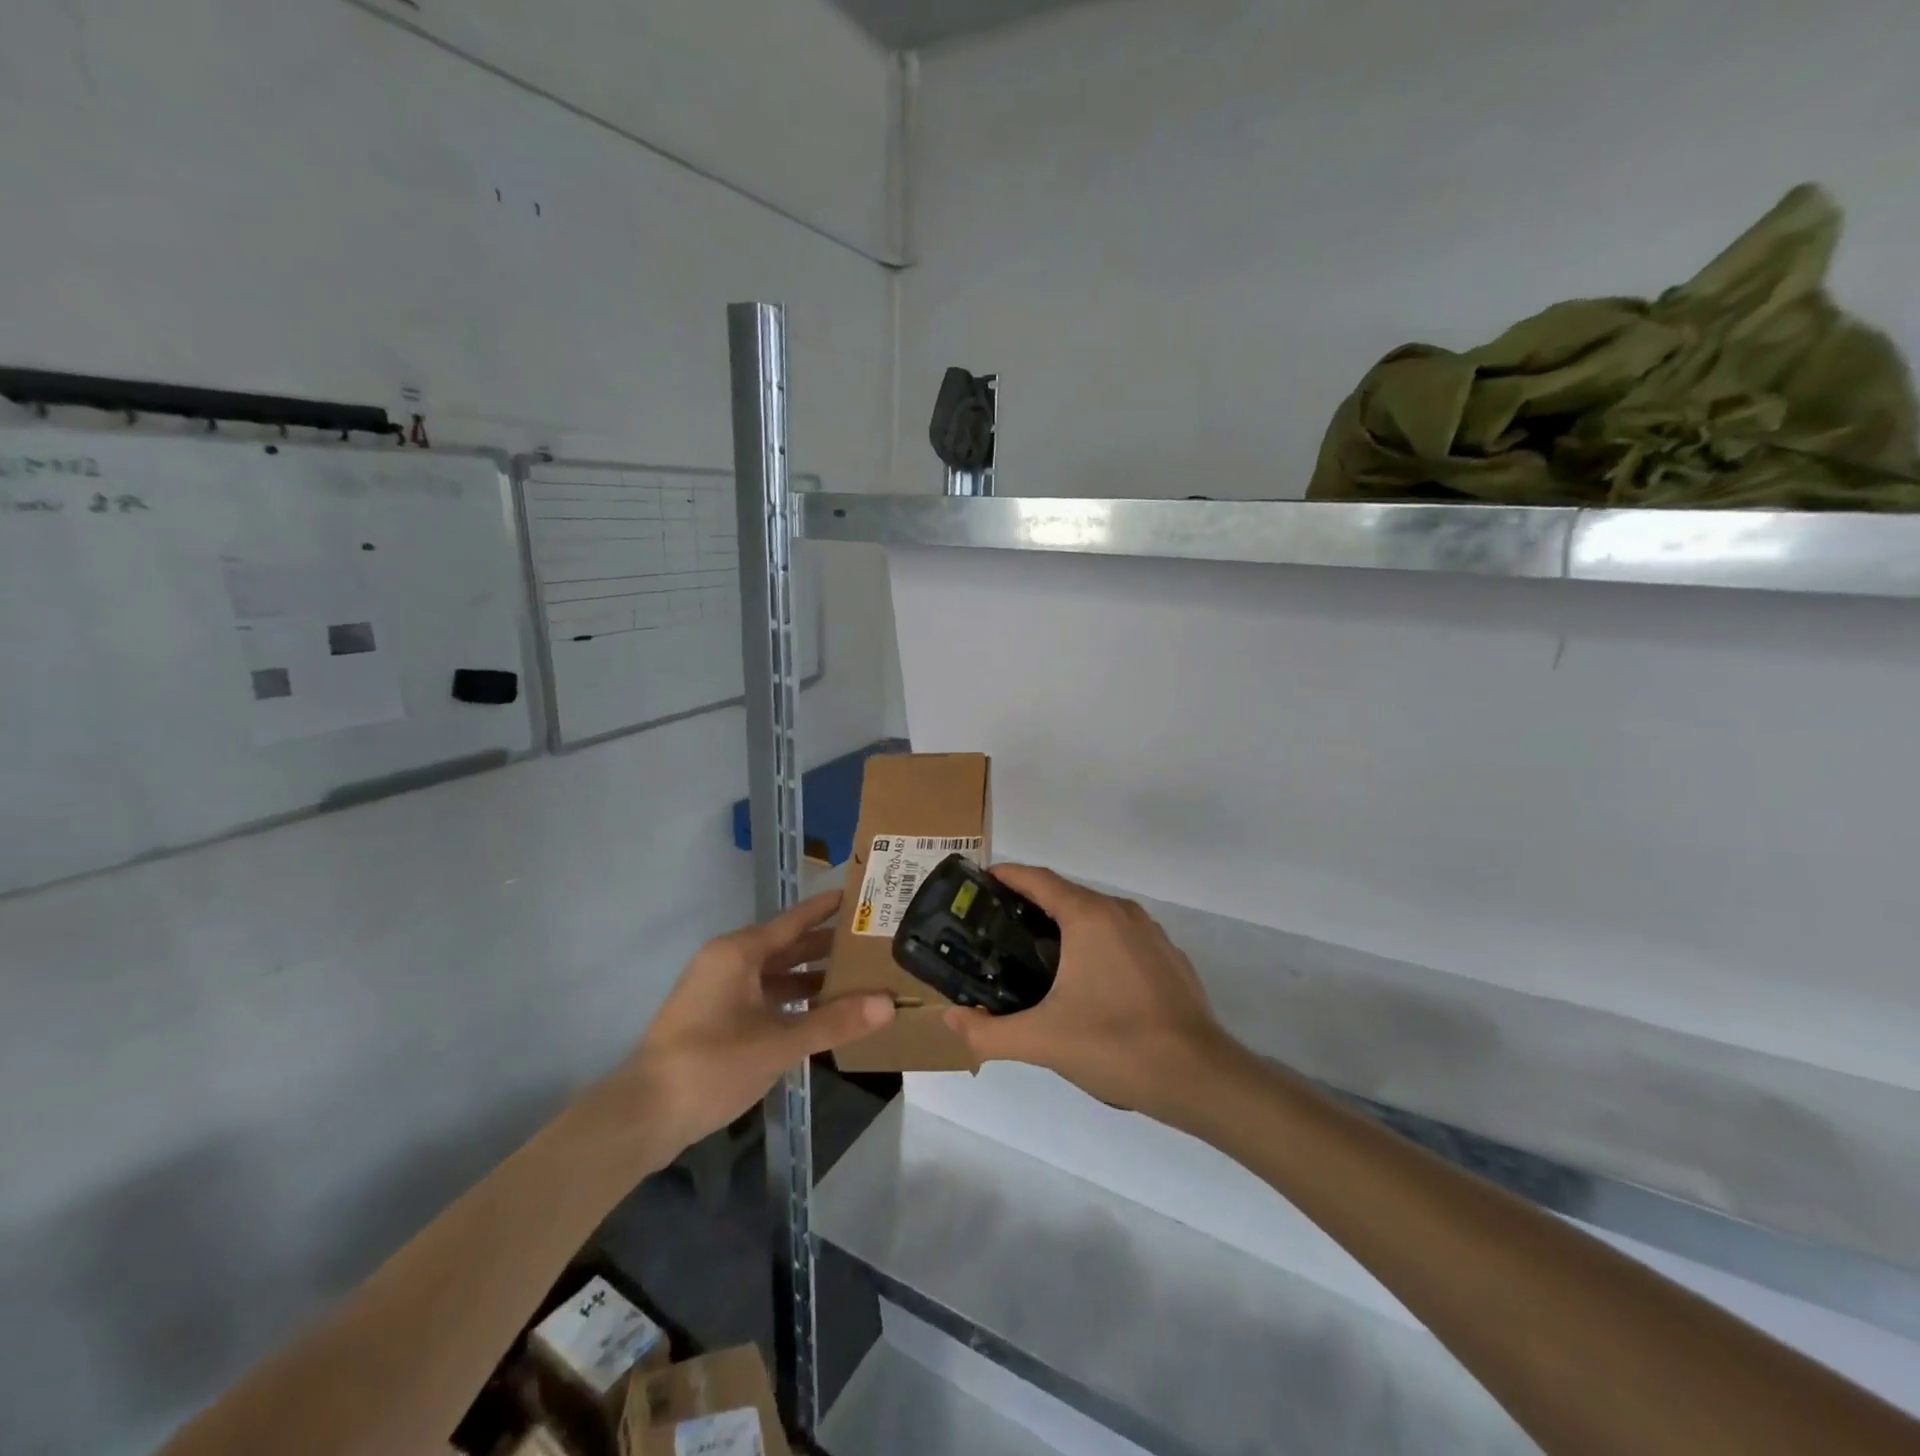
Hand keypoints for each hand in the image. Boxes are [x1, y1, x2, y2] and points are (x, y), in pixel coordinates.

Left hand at [600, 890, 893, 1156]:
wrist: (643, 1115)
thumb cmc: (711, 1065)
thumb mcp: (778, 1044)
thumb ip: (834, 1022)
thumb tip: (888, 1003)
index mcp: (738, 953)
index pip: (794, 920)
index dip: (827, 909)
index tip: (860, 897)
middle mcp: (727, 962)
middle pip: (786, 946)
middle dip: (826, 946)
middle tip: (871, 943)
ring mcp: (718, 991)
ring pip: (775, 974)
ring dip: (810, 978)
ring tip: (856, 979)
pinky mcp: (714, 1019)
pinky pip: (763, 997)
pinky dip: (791, 1002)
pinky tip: (819, 1015)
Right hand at [943, 865, 1234, 1118]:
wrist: (1199, 1076)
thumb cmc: (1116, 1045)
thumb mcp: (1042, 1041)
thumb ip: (989, 1031)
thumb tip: (951, 1019)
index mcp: (1089, 917)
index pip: (1039, 879)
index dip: (1007, 876)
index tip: (980, 884)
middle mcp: (1120, 913)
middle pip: (1066, 894)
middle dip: (1031, 904)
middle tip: (996, 929)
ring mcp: (1150, 933)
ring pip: (1096, 915)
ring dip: (1065, 925)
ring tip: (1034, 955)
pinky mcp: (1168, 957)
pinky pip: (1121, 937)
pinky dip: (1096, 944)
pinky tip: (1086, 981)